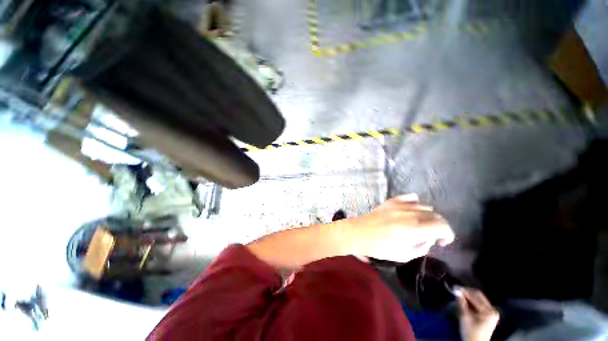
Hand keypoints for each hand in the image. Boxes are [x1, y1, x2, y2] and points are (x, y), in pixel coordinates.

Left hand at [339, 193, 454, 262]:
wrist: (358, 232)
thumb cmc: (379, 247)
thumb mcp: (405, 254)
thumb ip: (423, 246)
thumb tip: (430, 238)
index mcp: (414, 228)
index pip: (442, 226)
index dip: (448, 234)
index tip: (443, 242)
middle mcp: (409, 213)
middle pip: (435, 215)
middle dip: (438, 227)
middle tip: (432, 237)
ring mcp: (399, 204)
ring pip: (425, 206)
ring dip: (428, 216)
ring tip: (420, 225)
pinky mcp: (391, 201)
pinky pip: (410, 197)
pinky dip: (416, 204)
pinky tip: (412, 212)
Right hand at [456, 288, 499, 340]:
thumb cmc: (471, 332)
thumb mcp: (465, 318)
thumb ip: (461, 303)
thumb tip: (456, 291)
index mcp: (489, 311)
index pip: (476, 295)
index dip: (464, 290)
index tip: (454, 287)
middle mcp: (493, 309)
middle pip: (478, 296)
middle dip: (466, 292)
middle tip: (455, 290)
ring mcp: (492, 312)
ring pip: (478, 298)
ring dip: (468, 296)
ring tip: (458, 295)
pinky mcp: (489, 314)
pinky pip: (479, 303)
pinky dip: (471, 301)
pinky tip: (464, 301)